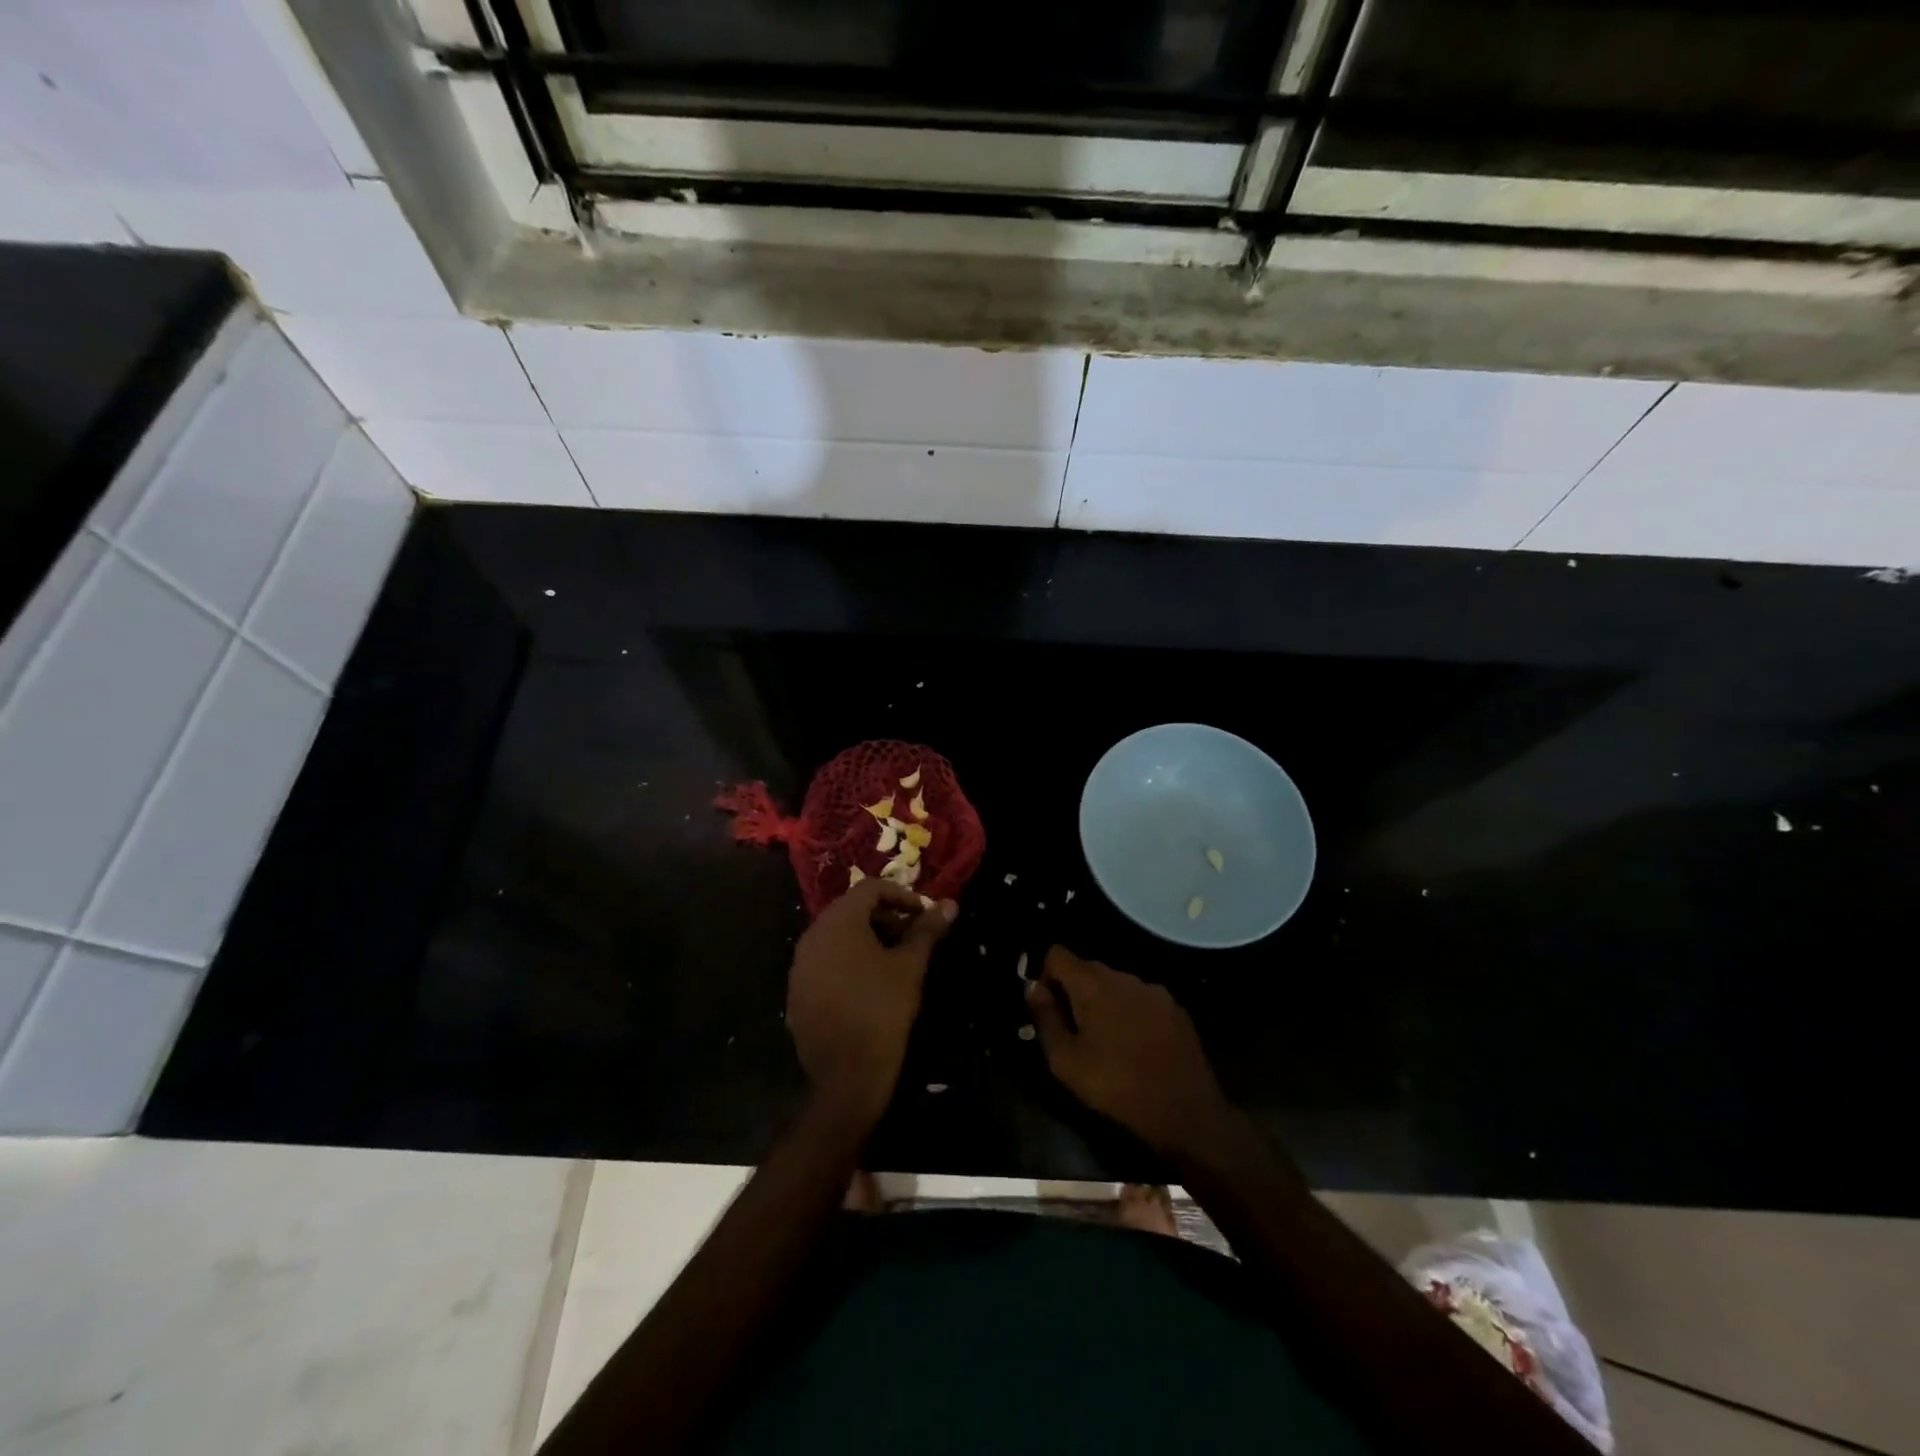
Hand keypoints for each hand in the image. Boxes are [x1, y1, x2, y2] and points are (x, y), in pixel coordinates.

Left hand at [788, 880, 955, 1124]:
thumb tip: (950, 904)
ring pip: (836, 936)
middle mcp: (812, 936)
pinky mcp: (796, 992)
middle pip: (851, 909)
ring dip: (866, 938)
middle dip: (884, 916)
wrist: (846, 1076)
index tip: (924, 916)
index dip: (902, 896)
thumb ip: (927, 931)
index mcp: (838, 923)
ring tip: (893, 960)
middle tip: (912, 937)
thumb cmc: (882, 1011)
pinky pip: (824, 962)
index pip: (870, 888)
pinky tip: (868, 985)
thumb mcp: (910, 967)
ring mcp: (800, 966)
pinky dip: (848, 961)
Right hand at [1025, 946, 1237, 1158]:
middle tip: (1072, 1029)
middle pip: (1087, 968)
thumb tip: (1032, 987)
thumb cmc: (1115, 1086)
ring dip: (1104, 1002)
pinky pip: (1141, 1000)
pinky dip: (1131, 1013)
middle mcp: (1123, 976)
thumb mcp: (1065, 1061)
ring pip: (1116, 985)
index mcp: (1092, 983)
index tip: (1046, 1006)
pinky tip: (1135, 1045)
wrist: (1185, 1112)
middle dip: (1074, 991)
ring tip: (1106, 1041)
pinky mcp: (1176, 1008)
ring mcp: (1153, 990)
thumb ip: (1044, 1017)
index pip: (1057, 954)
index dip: (1044, 974)